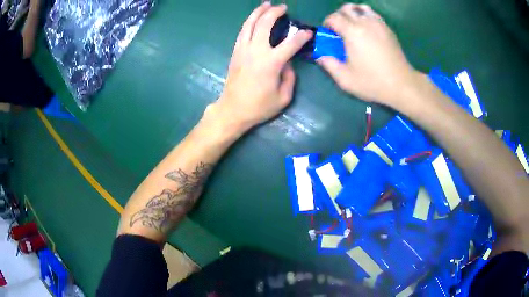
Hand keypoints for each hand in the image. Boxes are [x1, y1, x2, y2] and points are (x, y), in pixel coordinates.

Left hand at [211, 2, 312, 132]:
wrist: (232, 110)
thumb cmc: (259, 107)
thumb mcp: (283, 97)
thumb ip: (290, 77)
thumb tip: (288, 63)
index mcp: (271, 63)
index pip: (290, 43)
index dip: (301, 36)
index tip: (308, 32)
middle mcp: (256, 51)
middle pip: (264, 24)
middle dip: (274, 12)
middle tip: (282, 7)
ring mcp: (243, 50)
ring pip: (249, 24)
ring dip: (258, 12)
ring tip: (266, 4)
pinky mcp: (235, 52)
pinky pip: (242, 32)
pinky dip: (249, 22)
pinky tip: (254, 19)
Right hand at [317, 3, 419, 107]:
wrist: (402, 85)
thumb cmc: (373, 82)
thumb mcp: (346, 79)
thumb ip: (329, 65)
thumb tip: (320, 56)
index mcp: (352, 32)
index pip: (334, 17)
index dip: (327, 23)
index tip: (329, 34)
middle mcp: (365, 23)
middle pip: (347, 8)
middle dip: (339, 16)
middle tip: (340, 30)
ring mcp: (379, 24)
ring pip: (361, 8)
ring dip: (354, 14)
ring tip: (354, 27)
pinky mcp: (388, 29)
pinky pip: (373, 15)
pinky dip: (366, 17)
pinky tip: (367, 30)